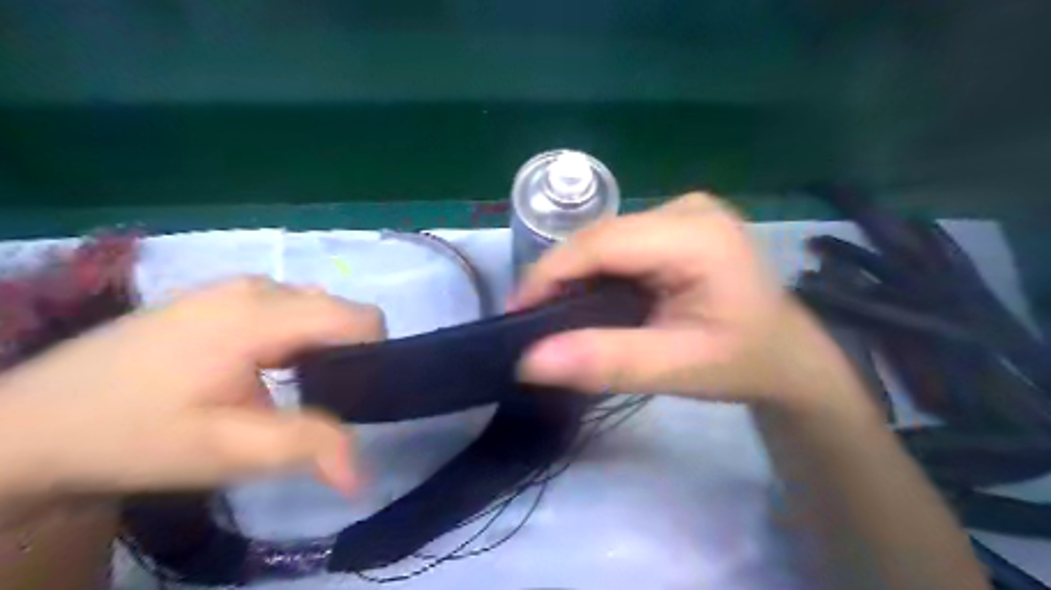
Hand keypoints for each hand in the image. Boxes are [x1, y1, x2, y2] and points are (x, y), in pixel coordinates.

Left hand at [1, 277, 384, 502]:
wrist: (30, 424)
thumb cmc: (132, 435)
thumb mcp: (226, 451)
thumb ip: (307, 448)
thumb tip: (364, 475)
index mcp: (261, 315)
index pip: (360, 318)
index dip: (374, 355)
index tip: (353, 396)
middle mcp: (254, 287)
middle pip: (339, 311)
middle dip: (344, 353)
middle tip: (315, 400)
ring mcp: (231, 287)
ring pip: (313, 308)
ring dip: (317, 345)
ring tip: (286, 387)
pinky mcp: (215, 296)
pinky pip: (283, 307)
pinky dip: (292, 336)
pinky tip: (257, 370)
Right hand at [513, 191, 857, 405]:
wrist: (786, 354)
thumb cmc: (742, 362)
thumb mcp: (677, 369)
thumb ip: (605, 361)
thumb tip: (527, 361)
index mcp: (696, 235)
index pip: (601, 243)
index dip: (549, 275)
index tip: (515, 314)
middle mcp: (686, 208)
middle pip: (600, 238)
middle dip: (558, 278)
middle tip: (531, 323)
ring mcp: (682, 211)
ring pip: (604, 240)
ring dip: (574, 276)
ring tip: (553, 315)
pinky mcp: (676, 223)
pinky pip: (618, 244)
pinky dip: (595, 272)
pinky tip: (587, 300)